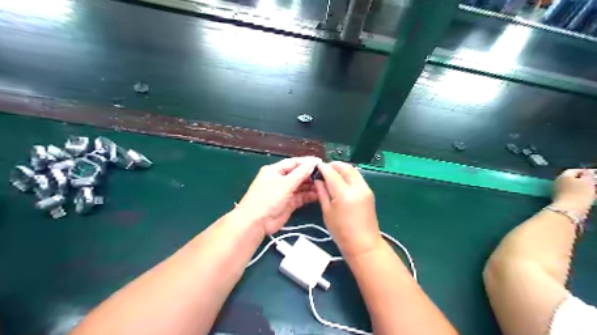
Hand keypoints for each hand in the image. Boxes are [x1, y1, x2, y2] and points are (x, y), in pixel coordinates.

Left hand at [237, 157, 322, 235]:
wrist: (256, 222)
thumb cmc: (268, 198)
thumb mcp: (285, 183)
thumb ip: (301, 173)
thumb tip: (313, 162)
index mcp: (275, 170)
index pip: (294, 163)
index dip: (307, 162)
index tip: (321, 162)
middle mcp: (280, 179)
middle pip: (298, 174)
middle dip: (311, 174)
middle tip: (326, 175)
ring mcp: (285, 192)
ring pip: (301, 186)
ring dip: (312, 185)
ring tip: (325, 184)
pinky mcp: (289, 203)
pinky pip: (301, 197)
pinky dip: (309, 195)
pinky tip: (319, 194)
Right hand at [313, 162, 382, 258]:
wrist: (364, 244)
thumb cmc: (341, 232)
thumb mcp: (327, 212)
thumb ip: (322, 193)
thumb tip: (318, 180)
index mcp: (344, 194)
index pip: (332, 173)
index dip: (323, 168)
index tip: (316, 166)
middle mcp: (357, 187)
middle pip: (345, 168)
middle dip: (334, 165)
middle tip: (324, 168)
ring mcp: (365, 189)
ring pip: (353, 170)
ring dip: (342, 168)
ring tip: (332, 173)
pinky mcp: (369, 192)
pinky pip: (358, 177)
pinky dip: (349, 174)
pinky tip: (341, 180)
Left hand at [553, 170, 594, 213]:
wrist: (569, 209)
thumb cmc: (579, 193)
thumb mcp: (587, 181)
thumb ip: (588, 175)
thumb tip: (587, 172)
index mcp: (563, 176)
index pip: (574, 170)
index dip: (585, 171)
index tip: (595, 174)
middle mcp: (558, 182)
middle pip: (573, 179)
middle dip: (585, 180)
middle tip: (595, 182)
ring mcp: (559, 191)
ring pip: (574, 187)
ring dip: (584, 187)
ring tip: (594, 189)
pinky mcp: (562, 199)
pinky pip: (573, 193)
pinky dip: (581, 193)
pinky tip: (590, 196)